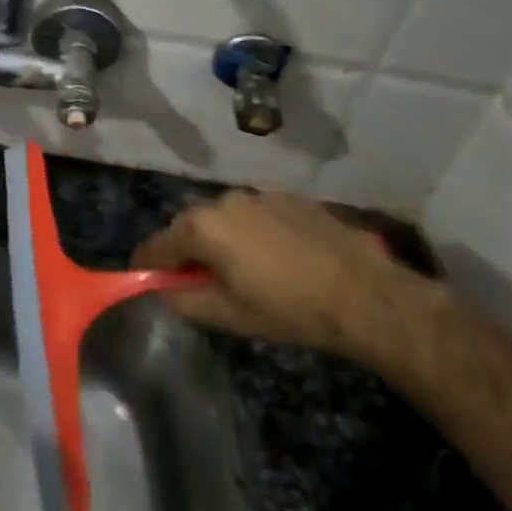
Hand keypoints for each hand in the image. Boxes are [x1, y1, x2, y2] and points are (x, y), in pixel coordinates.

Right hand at [130, 189, 431, 358]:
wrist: (365, 294)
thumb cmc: (289, 309)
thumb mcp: (228, 315)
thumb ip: (184, 300)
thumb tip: (164, 290)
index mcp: (202, 227)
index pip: (156, 245)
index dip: (147, 265)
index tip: (146, 280)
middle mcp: (224, 200)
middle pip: (189, 226)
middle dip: (186, 250)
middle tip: (198, 281)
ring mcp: (259, 195)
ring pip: (224, 217)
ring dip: (221, 239)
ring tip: (241, 269)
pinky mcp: (290, 198)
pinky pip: (256, 214)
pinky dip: (252, 232)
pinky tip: (275, 258)